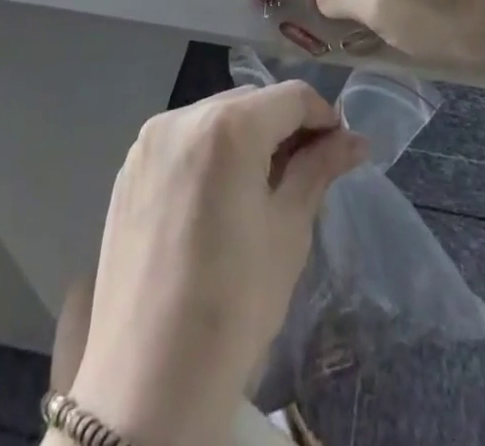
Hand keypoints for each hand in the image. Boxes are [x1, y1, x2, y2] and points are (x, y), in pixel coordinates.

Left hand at [70, 82, 365, 445]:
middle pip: (251, 103)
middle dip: (284, 127)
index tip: (340, 149)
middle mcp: (182, 117)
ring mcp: (148, 143)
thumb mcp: (288, 232)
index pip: (291, 97)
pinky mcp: (129, 170)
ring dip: (246, 138)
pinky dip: (209, 155)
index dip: (323, 117)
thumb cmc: (232, 306)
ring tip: (263, 188)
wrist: (147, 387)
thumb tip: (355, 140)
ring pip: (215, 119)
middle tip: (307, 171)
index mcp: (227, 127)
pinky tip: (218, 202)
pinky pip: (183, 143)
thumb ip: (319, 170)